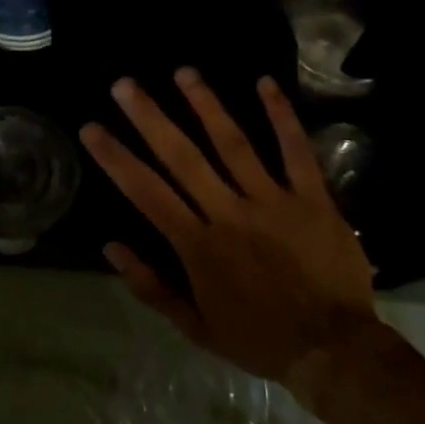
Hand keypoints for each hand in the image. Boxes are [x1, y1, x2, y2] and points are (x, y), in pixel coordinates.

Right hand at [80, 69, 377, 388]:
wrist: (333, 352)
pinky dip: (281, 116)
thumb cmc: (258, 338)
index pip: (147, 192)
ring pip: (233, 143)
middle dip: (150, 117)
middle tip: (124, 84)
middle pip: (183, 157)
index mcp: (198, 245)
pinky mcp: (312, 198)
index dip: (116, 158)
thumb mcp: (195, 327)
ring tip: (183, 71)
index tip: (91, 127)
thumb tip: (110, 246)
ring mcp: (272, 201)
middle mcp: (229, 213)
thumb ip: (151, 286)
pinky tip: (264, 82)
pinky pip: (296, 151)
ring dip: (206, 105)